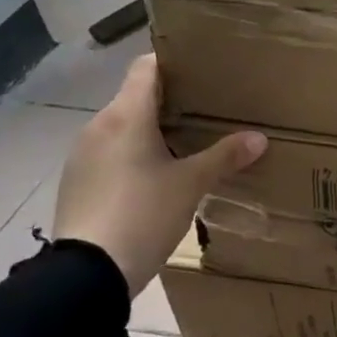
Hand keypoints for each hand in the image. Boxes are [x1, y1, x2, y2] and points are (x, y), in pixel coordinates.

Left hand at [53, 55, 265, 296]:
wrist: (86, 275)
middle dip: (170, 101)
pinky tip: (155, 178)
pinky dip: (133, 155)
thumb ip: (224, 156)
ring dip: (150, 131)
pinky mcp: (77, 182)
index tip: (203, 70)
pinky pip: (110, 154)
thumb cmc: (143, 214)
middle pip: (136, 97)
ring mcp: (83, 155)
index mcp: (126, 115)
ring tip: (186, 145)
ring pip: (123, 127)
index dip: (174, 62)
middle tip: (207, 111)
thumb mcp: (191, 185)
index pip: (146, 66)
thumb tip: (259, 138)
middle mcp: (99, 126)